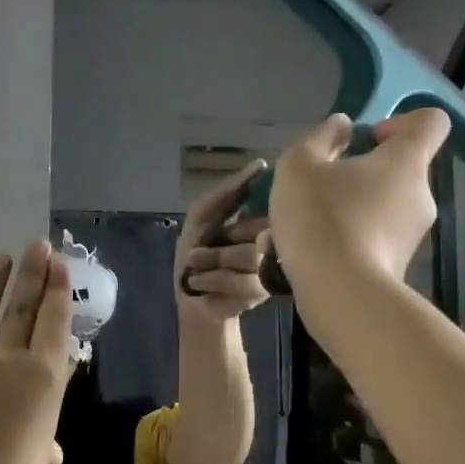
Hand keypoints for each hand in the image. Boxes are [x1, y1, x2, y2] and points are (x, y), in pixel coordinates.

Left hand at [0, 241, 73, 463]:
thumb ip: (42, 446)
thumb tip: (44, 449)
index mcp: (43, 377)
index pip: (54, 321)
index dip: (57, 289)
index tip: (58, 263)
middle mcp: (6, 358)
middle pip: (21, 307)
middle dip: (31, 272)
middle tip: (37, 244)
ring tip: (0, 260)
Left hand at [175, 160, 271, 322]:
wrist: (192, 298)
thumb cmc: (196, 253)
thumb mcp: (203, 214)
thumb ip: (228, 191)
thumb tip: (262, 165)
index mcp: (261, 219)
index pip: (266, 204)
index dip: (240, 215)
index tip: (223, 229)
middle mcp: (272, 240)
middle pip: (259, 229)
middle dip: (225, 239)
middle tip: (203, 251)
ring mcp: (271, 266)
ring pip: (250, 256)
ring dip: (214, 261)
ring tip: (197, 266)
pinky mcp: (264, 290)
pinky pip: (244, 280)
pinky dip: (215, 279)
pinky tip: (202, 281)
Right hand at [267, 111, 449, 292]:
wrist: (340, 295)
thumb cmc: (321, 217)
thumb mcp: (300, 166)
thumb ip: (321, 138)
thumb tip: (341, 127)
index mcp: (406, 161)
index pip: (431, 122)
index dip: (402, 121)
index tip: (368, 139)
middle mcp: (421, 195)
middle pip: (399, 169)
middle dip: (362, 173)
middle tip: (321, 187)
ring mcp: (413, 235)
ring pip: (382, 207)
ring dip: (350, 208)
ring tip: (307, 226)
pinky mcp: (398, 267)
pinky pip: (374, 239)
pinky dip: (349, 239)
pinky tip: (314, 253)